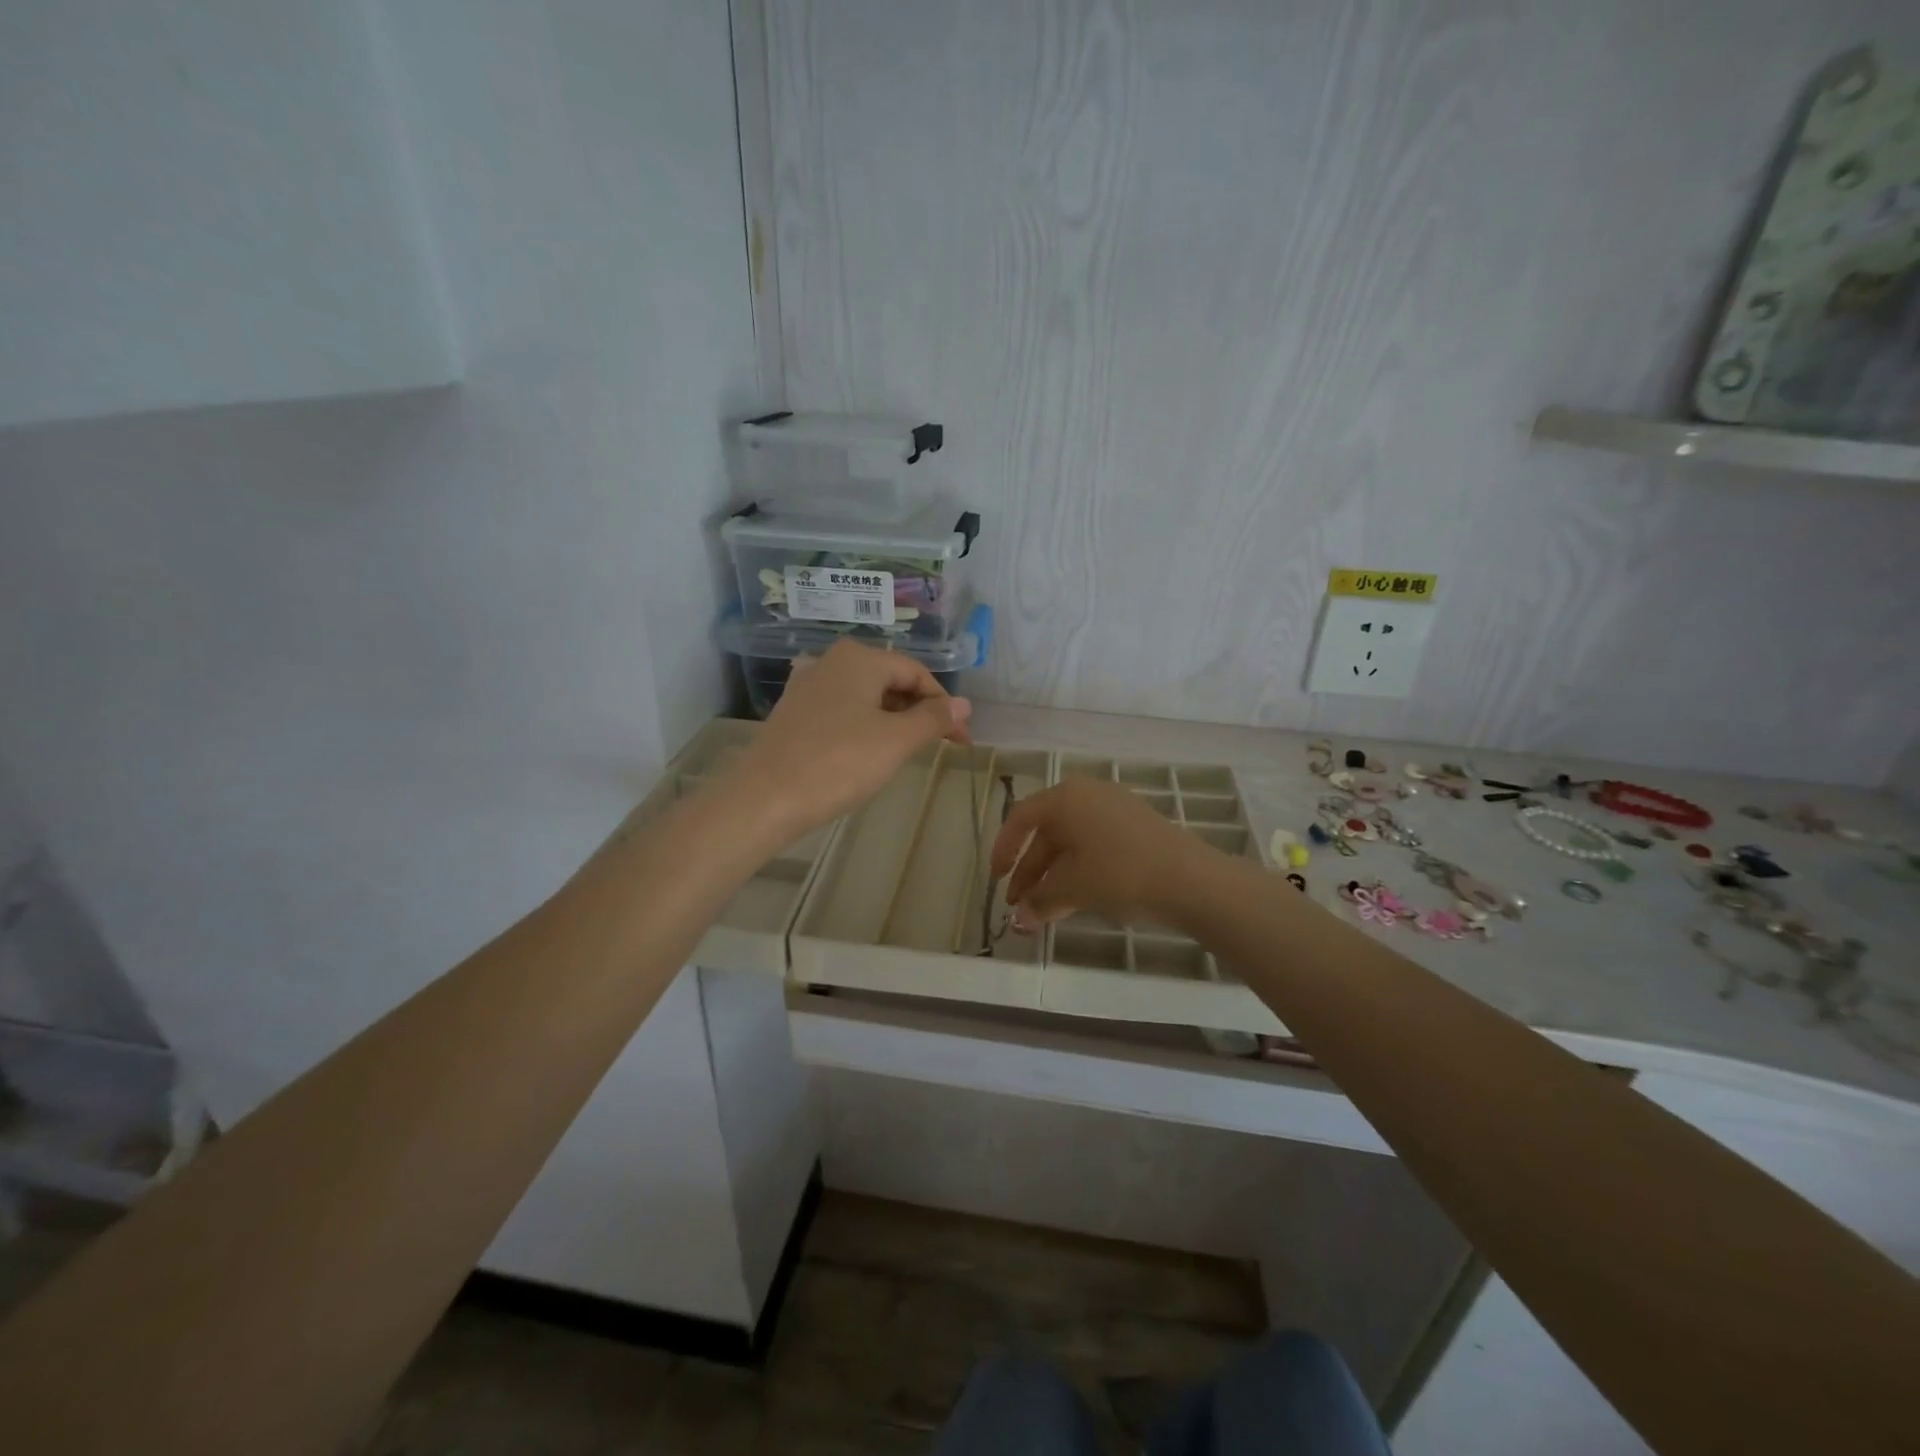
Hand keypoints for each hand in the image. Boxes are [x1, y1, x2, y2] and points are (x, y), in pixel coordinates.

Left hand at [731, 640, 971, 835]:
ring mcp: (807, 686)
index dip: (944, 705)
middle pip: (890, 680)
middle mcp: (832, 661)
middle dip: (919, 711)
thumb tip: (963, 705)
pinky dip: (865, 726)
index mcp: (860, 658)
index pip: (917, 673)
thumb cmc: (839, 763)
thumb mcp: (896, 741)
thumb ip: (933, 719)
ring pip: (866, 696)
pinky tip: (868, 751)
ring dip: (894, 719)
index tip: (961, 739)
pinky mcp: (794, 712)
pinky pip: (842, 710)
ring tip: (908, 751)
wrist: (765, 798)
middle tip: (939, 745)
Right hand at [989, 777, 1211, 931]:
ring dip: (1053, 876)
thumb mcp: (1072, 888)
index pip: (1020, 818)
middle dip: (1030, 872)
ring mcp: (1114, 808)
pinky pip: (1094, 845)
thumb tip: (1018, 918)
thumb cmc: (1119, 873)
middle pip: (1047, 833)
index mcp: (1065, 798)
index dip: (1003, 849)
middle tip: (1019, 906)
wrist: (1189, 879)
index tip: (996, 879)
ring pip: (1071, 843)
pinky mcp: (1135, 826)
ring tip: (1044, 912)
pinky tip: (1076, 899)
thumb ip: (1039, 901)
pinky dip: (1079, 870)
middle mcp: (1086, 794)